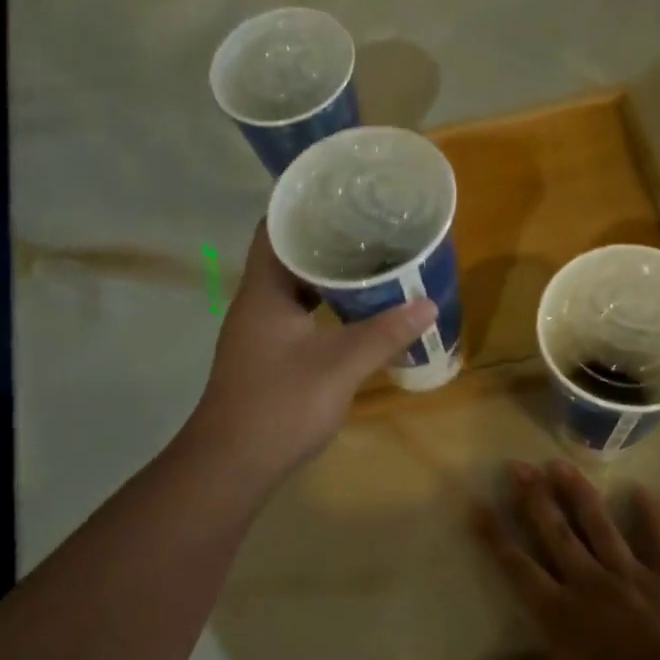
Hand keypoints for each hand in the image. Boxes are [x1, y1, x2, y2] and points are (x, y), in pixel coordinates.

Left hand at [186, 222, 436, 483]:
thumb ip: (383, 334)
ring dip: (326, 275)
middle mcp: (256, 303)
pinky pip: (297, 314)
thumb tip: (427, 304)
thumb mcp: (339, 367)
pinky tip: (353, 311)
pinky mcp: (267, 355)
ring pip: (293, 288)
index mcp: (264, 291)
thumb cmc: (280, 406)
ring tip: (370, 260)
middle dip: (326, 239)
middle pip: (287, 255)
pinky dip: (323, 305)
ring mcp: (259, 331)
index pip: (274, 228)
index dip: (303, 206)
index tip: (343, 195)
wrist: (232, 465)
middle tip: (371, 226)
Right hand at [463, 459, 659, 659]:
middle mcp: (588, 581)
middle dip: (534, 498)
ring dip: (578, 494)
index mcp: (557, 609)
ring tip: (560, 464)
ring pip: (599, 526)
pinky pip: (658, 541)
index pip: (517, 564)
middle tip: (519, 465)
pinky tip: (641, 490)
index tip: (478, 504)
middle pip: (556, 532)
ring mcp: (629, 576)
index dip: (495, 535)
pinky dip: (651, 516)